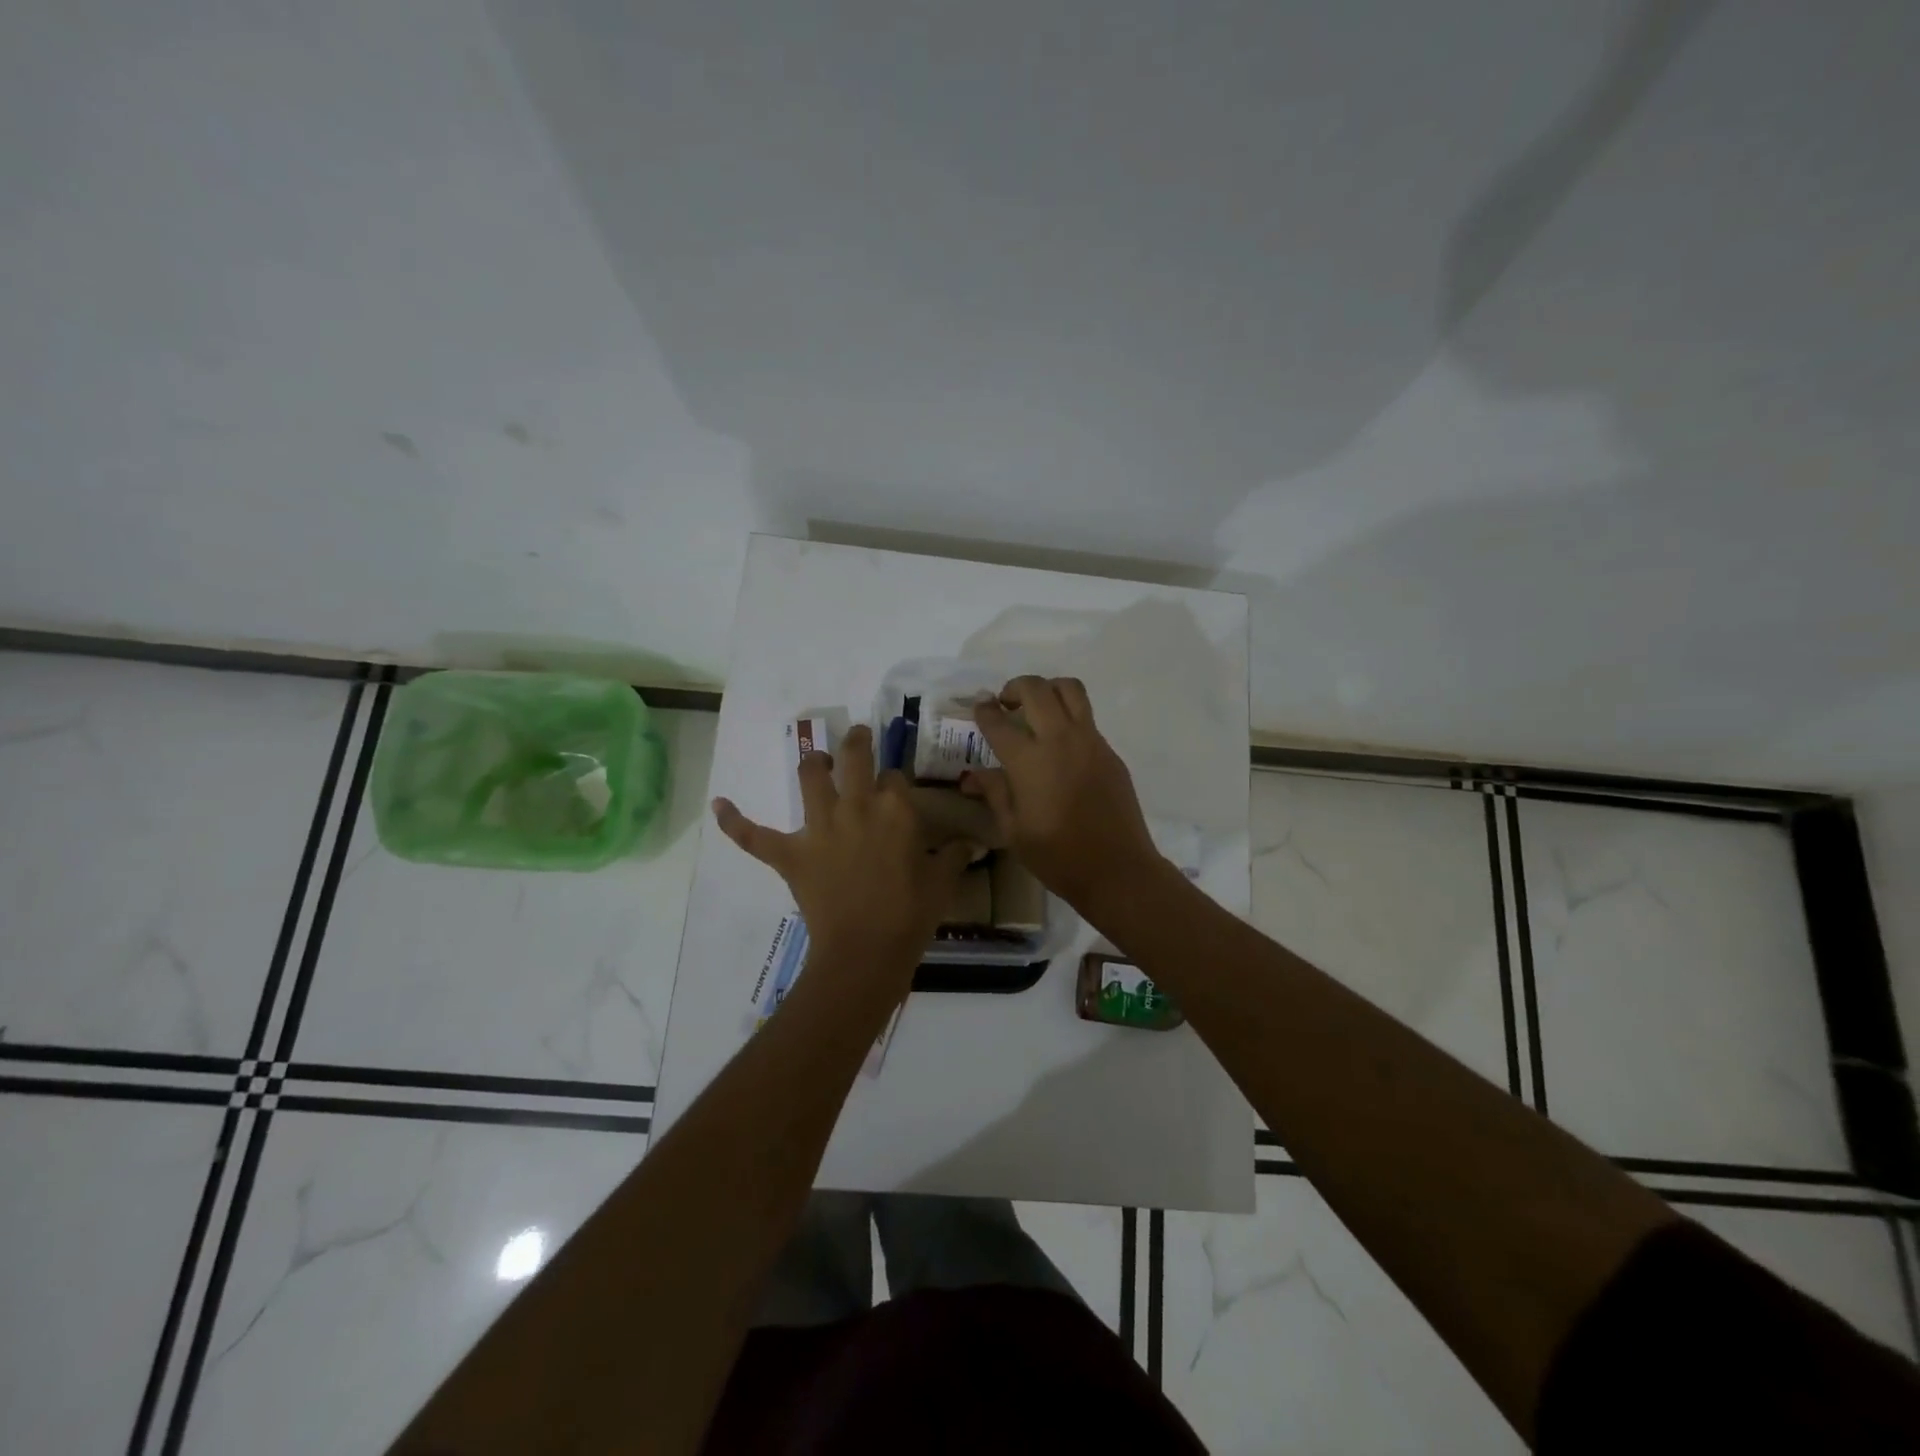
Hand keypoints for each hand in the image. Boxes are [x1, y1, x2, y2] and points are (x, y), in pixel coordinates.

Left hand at [712, 725, 973, 984]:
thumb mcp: (942, 882)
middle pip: (854, 757)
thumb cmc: (910, 915)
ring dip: (813, 763)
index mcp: (895, 809)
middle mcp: (856, 806)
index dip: (894, 780)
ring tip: (817, 760)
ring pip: (811, 778)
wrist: (866, 951)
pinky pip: (755, 835)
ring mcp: (820, 828)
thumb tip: (973, 842)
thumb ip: (955, 855)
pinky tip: (718, 804)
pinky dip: (735, 821)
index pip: (894, 777)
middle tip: (859, 736)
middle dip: (857, 741)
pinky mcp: (790, 854)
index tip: (896, 789)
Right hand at [960, 676, 1165, 913]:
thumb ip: (994, 793)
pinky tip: (1060, 744)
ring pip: (1069, 690)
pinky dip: (1068, 715)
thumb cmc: (1058, 855)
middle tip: (1006, 703)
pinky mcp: (1109, 751)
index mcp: (1029, 761)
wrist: (1117, 868)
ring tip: (1037, 708)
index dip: (984, 710)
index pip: (998, 721)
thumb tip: (972, 774)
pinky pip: (1086, 717)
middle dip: (1015, 687)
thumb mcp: (1014, 830)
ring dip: (1048, 689)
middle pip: (1036, 689)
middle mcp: (1059, 739)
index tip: (979, 707)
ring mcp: (1090, 741)